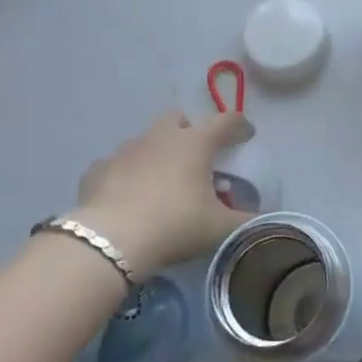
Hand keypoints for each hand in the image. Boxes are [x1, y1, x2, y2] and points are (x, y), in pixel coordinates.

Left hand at [72, 111, 252, 272]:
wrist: (109, 242)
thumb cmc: (174, 226)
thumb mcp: (220, 229)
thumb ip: (247, 222)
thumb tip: (263, 219)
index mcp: (195, 143)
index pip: (226, 120)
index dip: (240, 126)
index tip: (247, 137)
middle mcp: (161, 136)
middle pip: (180, 119)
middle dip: (191, 131)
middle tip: (198, 158)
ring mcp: (126, 150)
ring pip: (147, 139)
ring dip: (158, 152)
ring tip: (163, 181)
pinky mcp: (98, 169)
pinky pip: (118, 163)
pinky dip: (128, 173)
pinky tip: (129, 195)